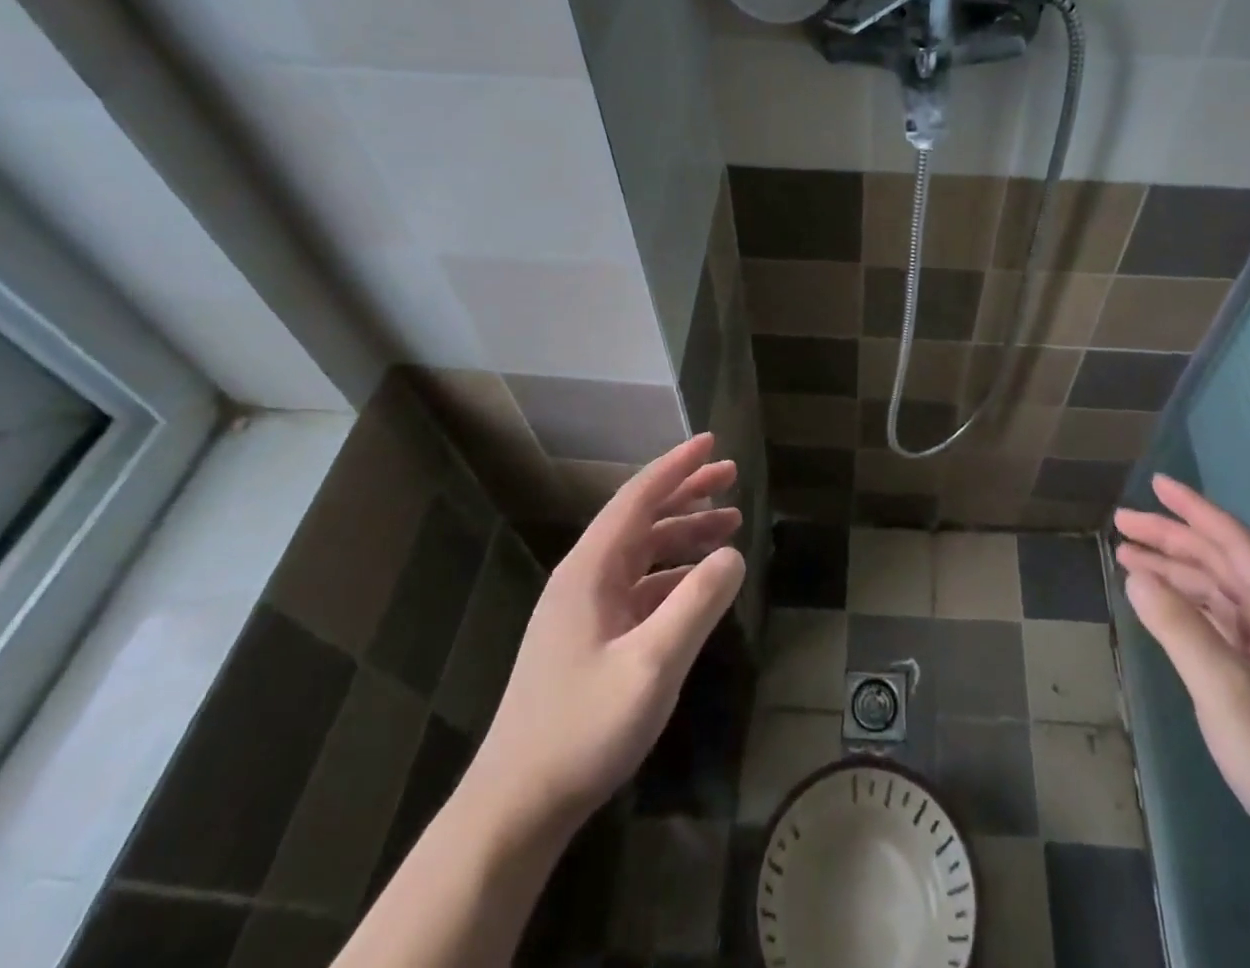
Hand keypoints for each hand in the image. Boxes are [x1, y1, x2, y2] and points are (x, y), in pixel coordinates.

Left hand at [466, 434, 745, 835]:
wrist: (515, 807)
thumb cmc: (582, 729)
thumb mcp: (652, 665)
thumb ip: (697, 603)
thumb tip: (733, 553)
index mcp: (590, 570)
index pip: (638, 498)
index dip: (676, 467)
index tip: (711, 442)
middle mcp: (584, 579)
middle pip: (641, 518)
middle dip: (687, 492)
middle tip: (731, 475)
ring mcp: (584, 610)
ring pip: (642, 552)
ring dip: (684, 533)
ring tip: (729, 523)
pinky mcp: (589, 639)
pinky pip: (639, 587)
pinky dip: (673, 573)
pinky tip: (699, 582)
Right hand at [1114, 476, 1249, 886]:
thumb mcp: (1224, 689)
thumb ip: (1177, 626)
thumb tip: (1135, 574)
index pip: (1234, 541)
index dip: (1193, 509)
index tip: (1155, 483)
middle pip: (1220, 562)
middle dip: (1171, 538)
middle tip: (1121, 524)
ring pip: (1216, 593)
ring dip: (1173, 572)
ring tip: (1126, 557)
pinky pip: (1217, 623)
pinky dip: (1184, 607)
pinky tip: (1157, 605)